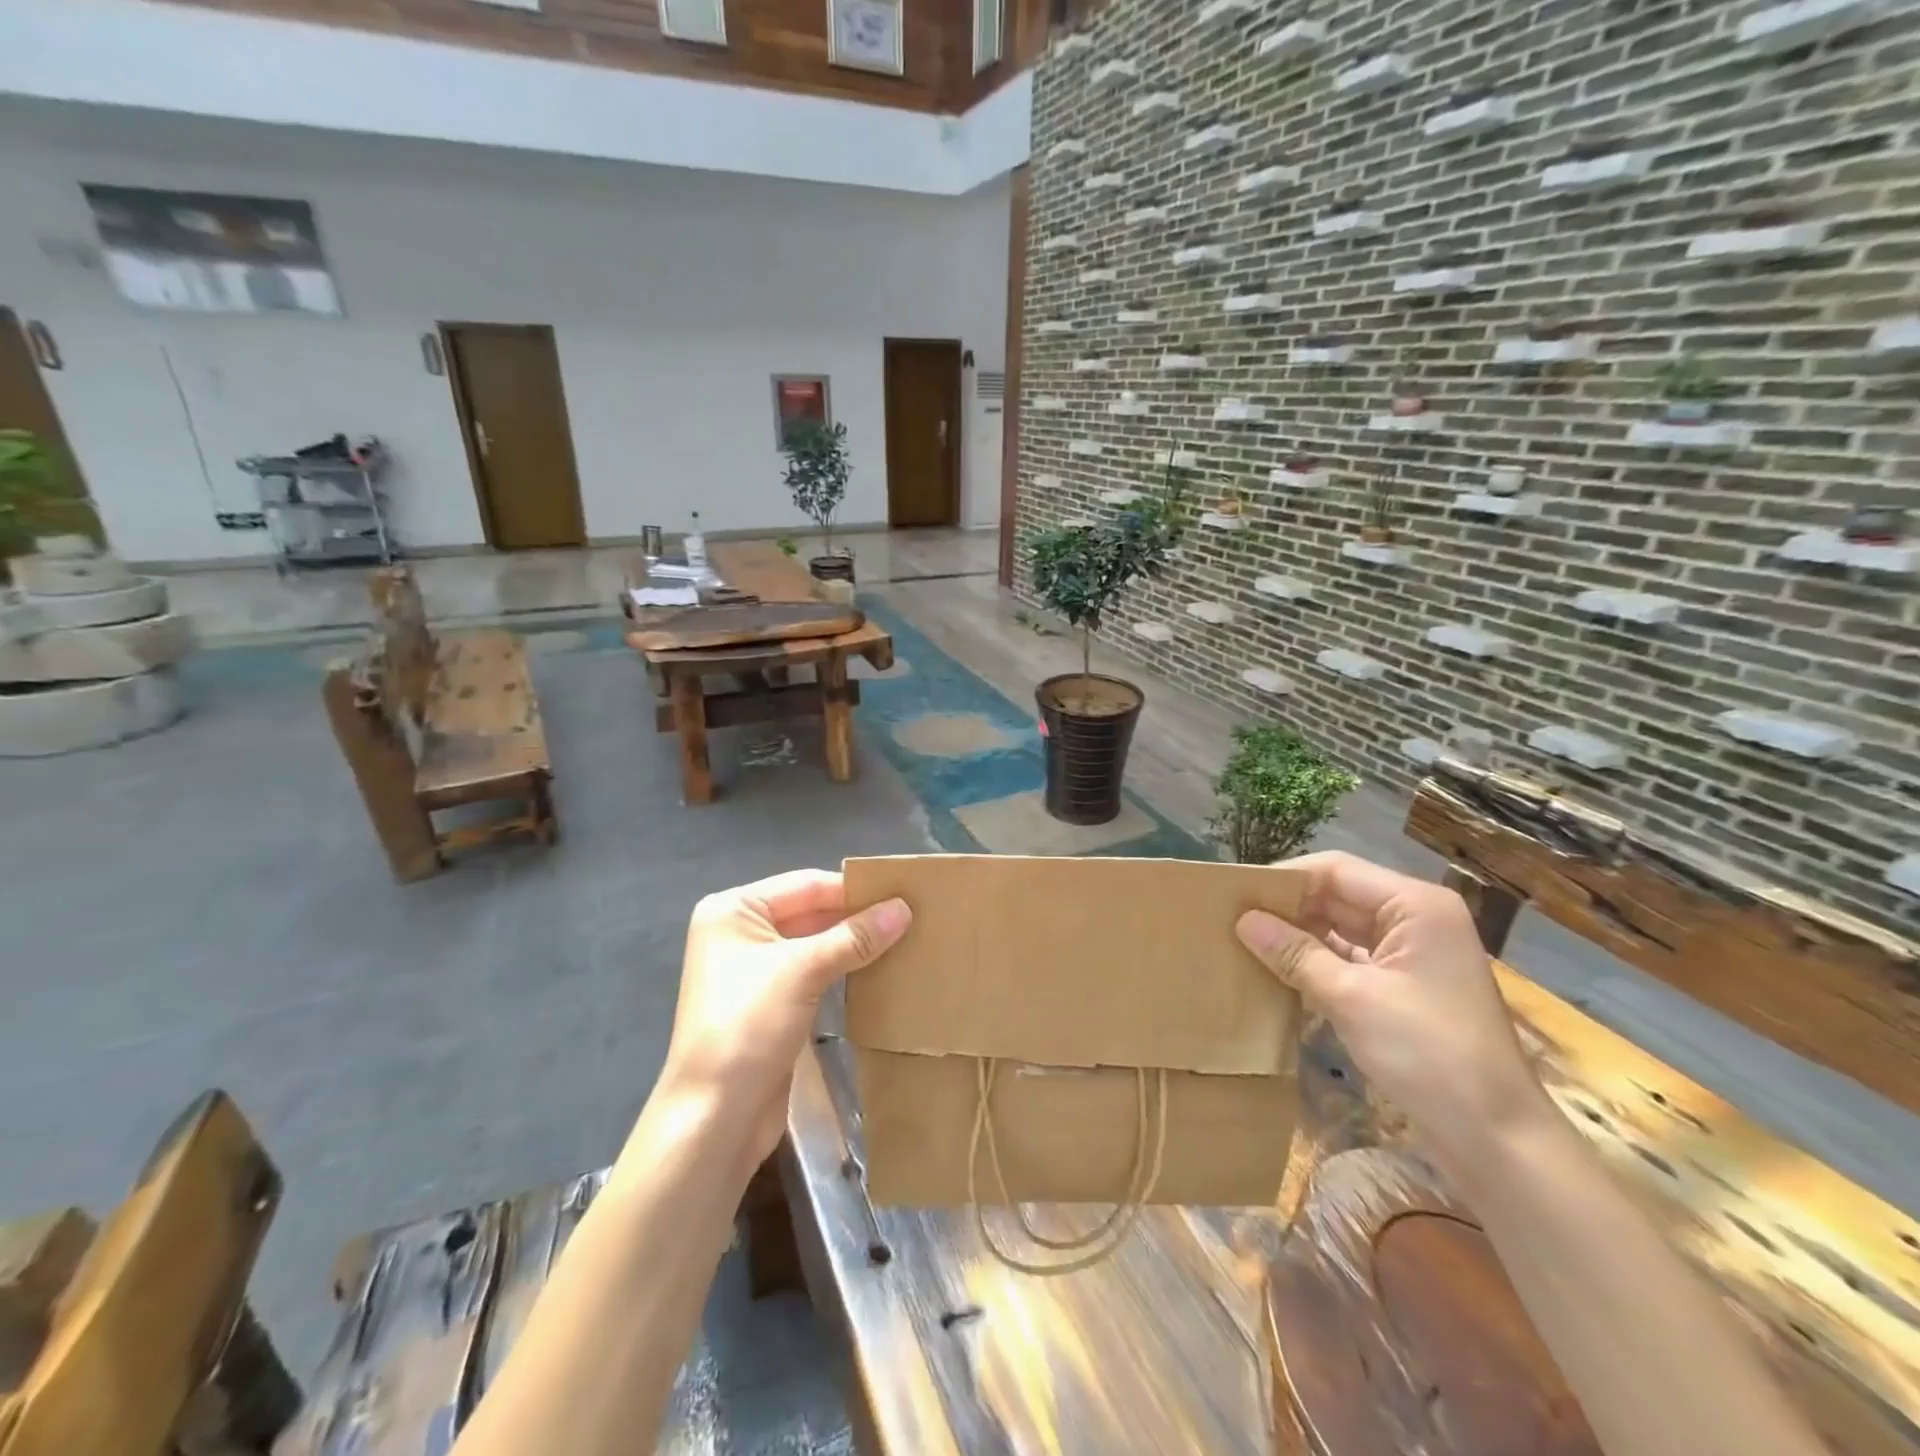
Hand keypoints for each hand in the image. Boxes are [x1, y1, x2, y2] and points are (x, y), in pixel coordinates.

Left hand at [651, 870, 910, 1173]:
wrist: (714, 1118)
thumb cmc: (748, 1026)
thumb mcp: (804, 971)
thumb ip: (855, 936)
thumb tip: (904, 908)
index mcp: (734, 910)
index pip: (806, 885)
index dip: (854, 889)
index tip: (905, 890)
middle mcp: (740, 932)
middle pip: (810, 912)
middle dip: (856, 916)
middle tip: (912, 913)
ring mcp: (753, 970)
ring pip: (814, 944)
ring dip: (853, 943)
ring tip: (905, 936)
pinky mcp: (769, 1003)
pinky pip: (813, 973)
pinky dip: (843, 969)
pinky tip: (879, 968)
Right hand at [1235, 852, 1550, 1179]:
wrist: (1497, 1139)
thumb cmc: (1428, 1054)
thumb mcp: (1351, 998)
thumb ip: (1294, 953)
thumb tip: (1243, 920)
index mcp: (1415, 905)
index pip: (1335, 870)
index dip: (1284, 878)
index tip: (1236, 893)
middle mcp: (1416, 919)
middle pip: (1339, 895)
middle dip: (1288, 907)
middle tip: (1232, 917)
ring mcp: (1413, 953)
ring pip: (1341, 927)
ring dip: (1299, 934)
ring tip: (1246, 939)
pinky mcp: (1405, 986)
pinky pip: (1351, 958)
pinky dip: (1317, 961)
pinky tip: (1278, 969)